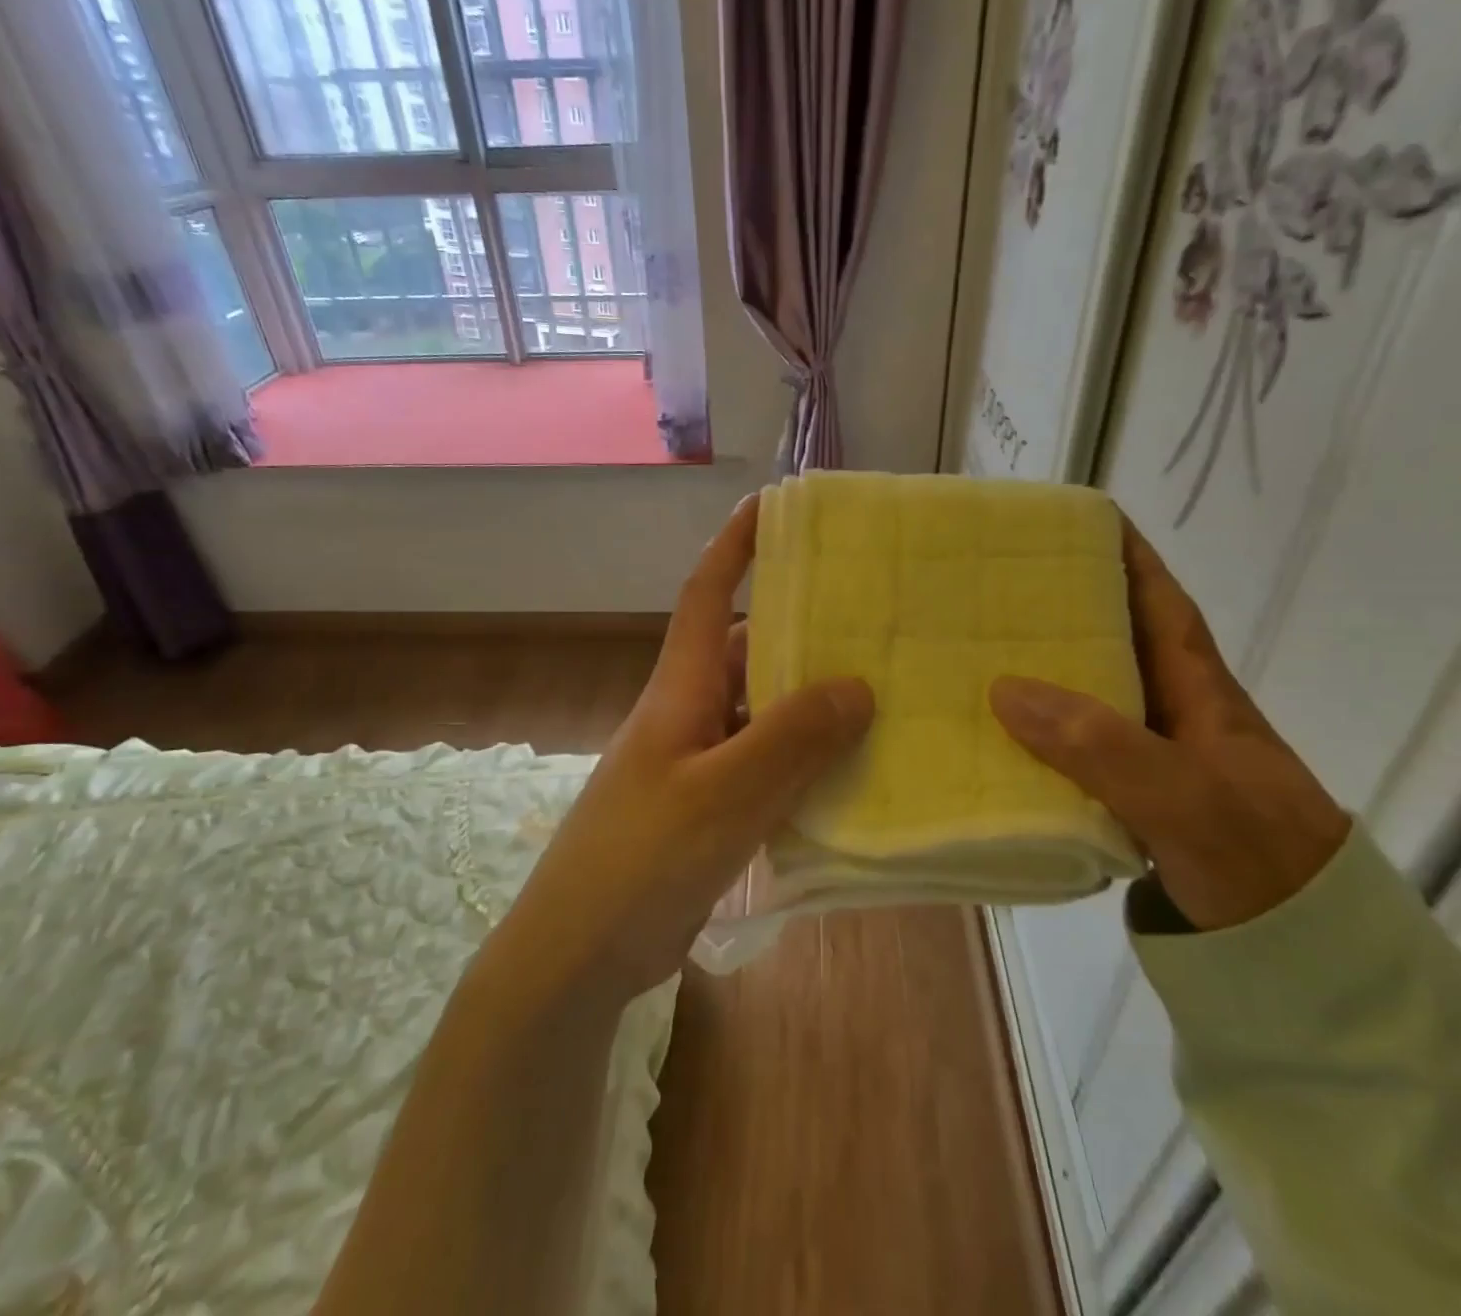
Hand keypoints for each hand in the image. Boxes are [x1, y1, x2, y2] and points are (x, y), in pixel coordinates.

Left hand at [496, 494, 874, 1001]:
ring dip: (810, 703)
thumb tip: (857, 686)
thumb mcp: (723, 794)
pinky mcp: (710, 808)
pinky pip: (766, 765)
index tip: (774, 505)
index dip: (734, 544)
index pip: (705, 593)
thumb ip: (790, 739)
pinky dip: (804, 761)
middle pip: (747, 651)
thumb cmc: (641, 858)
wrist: (579, 953)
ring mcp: (699, 762)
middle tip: (871, 618)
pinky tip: (851, 773)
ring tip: (881, 693)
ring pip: (763, 712)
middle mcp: (690, 712)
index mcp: (680, 688)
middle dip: (800, 629)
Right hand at [989, 520, 1349, 930]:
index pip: (1159, 601)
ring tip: (975, 653)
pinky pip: (1075, 751)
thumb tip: (1005, 689)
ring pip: (1089, 698)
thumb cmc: (1258, 861)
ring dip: (1042, 674)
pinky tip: (995, 740)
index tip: (1072, 522)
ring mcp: (1153, 760)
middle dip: (1062, 609)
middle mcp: (1174, 714)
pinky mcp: (1133, 802)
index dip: (1123, 556)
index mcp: (1199, 690)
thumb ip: (1102, 745)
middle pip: (1114, 641)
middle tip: (991, 589)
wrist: (1305, 961)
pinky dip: (1038, 738)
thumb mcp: (1187, 798)